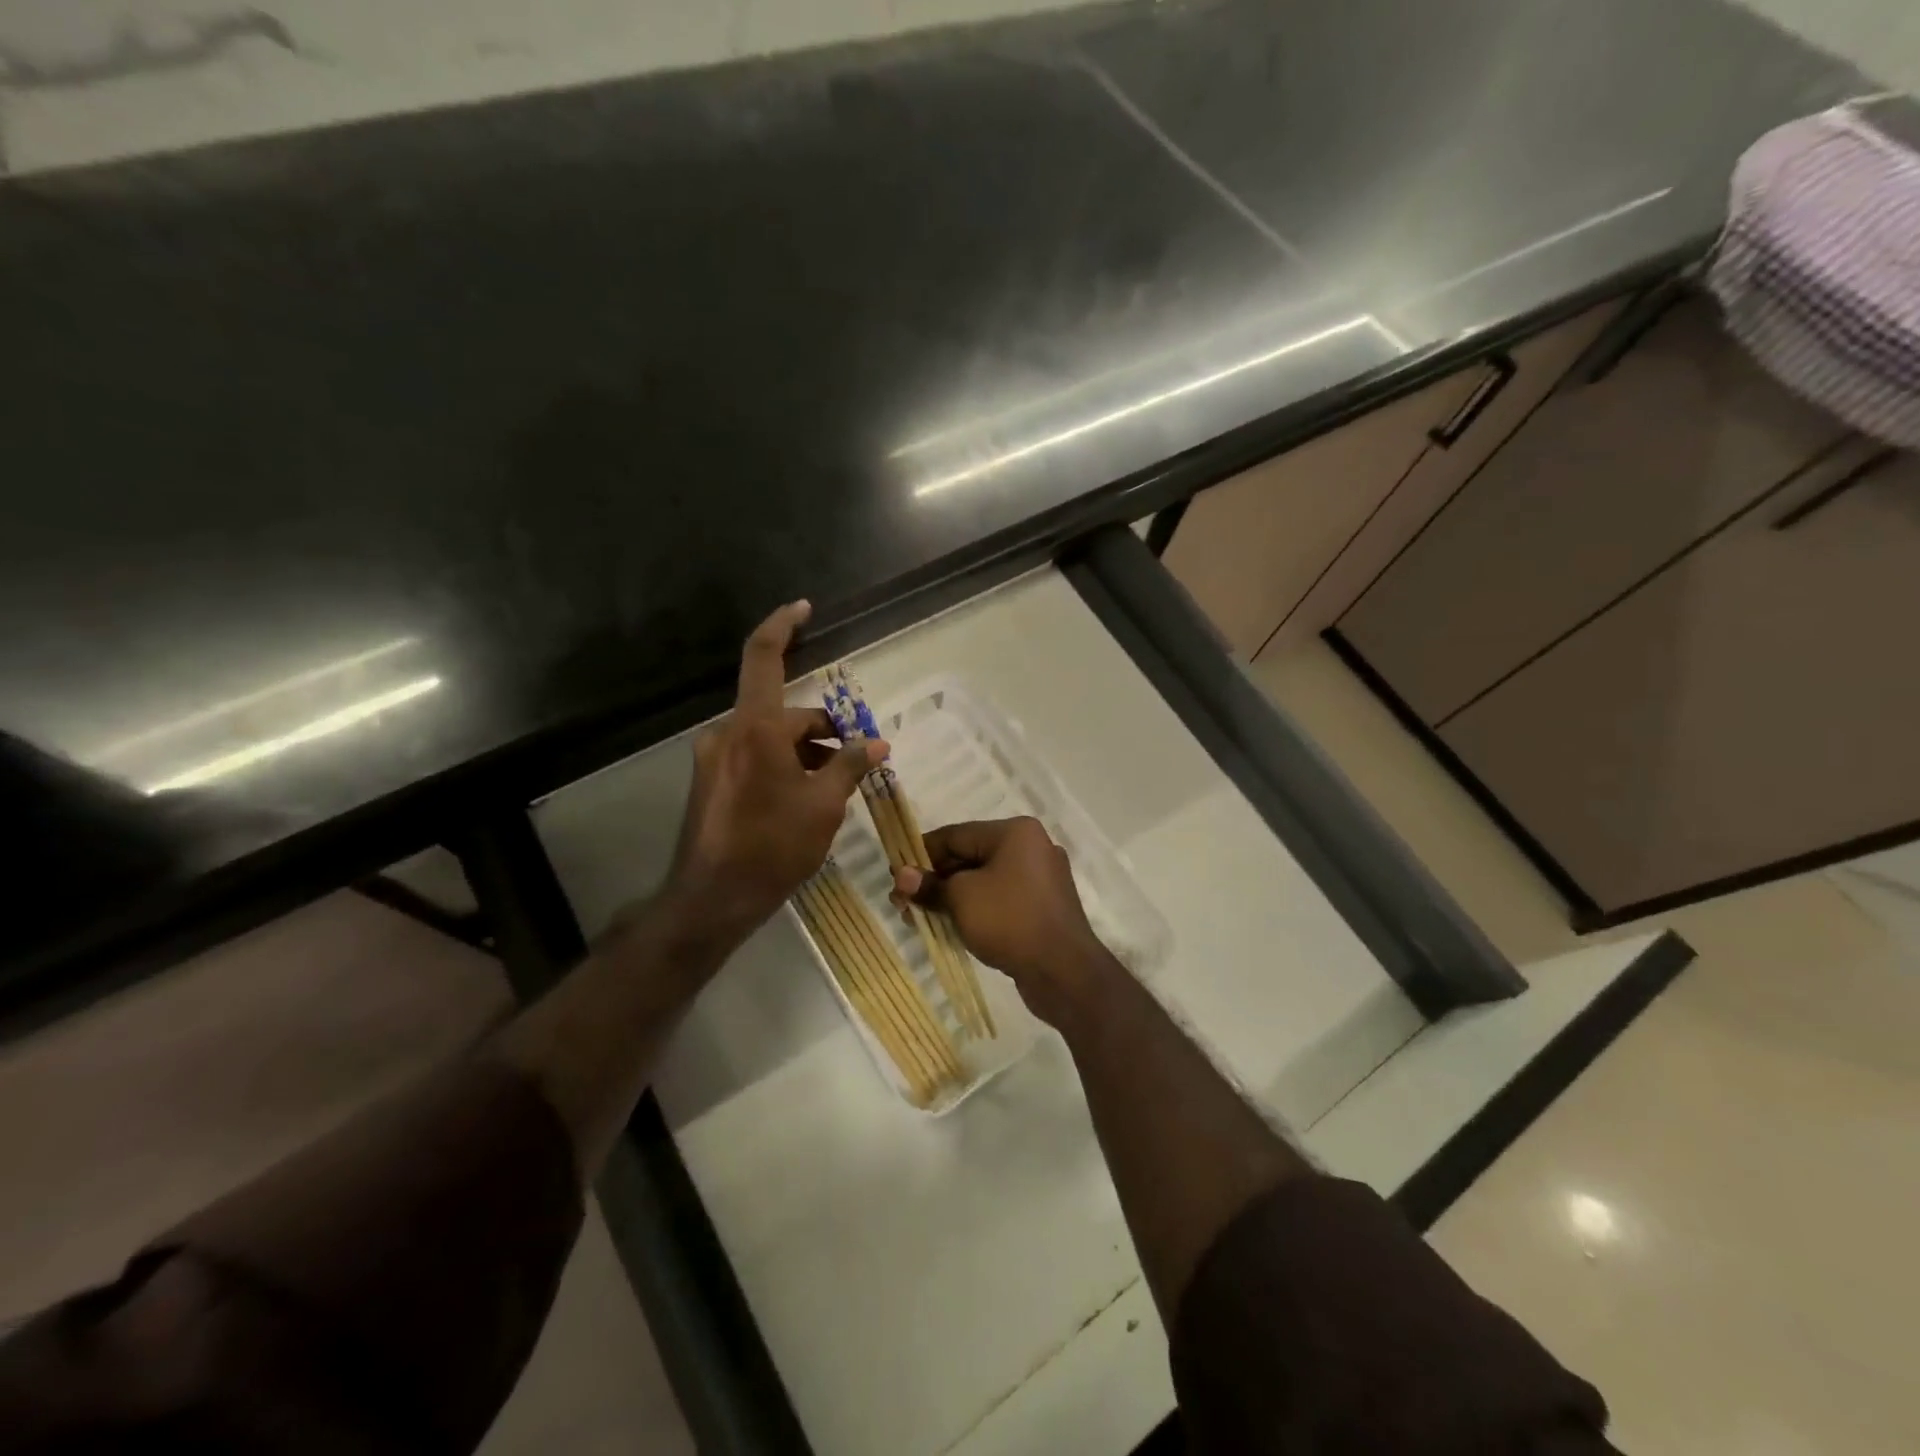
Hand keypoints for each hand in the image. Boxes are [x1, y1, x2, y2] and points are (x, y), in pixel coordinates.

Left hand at [662, 601, 885, 946]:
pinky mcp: (710, 780)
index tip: (803, 607)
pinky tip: (804, 797)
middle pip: (782, 712)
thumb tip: (878, 743)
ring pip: (769, 737)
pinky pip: (753, 756)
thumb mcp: (824, 806)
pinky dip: (782, 764)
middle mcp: (728, 733)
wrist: (712, 898)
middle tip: (859, 755)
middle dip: (822, 729)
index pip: (764, 657)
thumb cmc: (773, 847)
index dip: (783, 625)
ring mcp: (714, 757)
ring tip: (836, 785)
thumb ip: (851, 766)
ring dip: (804, 750)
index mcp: (755, 729)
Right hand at [891, 817, 1114, 1026]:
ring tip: (917, 918)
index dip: (921, 854)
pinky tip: (949, 927)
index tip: (895, 874)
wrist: (1064, 972)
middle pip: (969, 857)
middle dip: (934, 880)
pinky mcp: (1042, 908)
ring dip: (950, 898)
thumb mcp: (961, 898)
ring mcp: (1040, 879)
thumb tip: (901, 876)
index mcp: (1015, 832)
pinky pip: (999, 900)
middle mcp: (1032, 848)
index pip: (955, 835)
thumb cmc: (1010, 920)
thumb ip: (929, 885)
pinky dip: (974, 910)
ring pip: (983, 881)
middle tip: (902, 903)